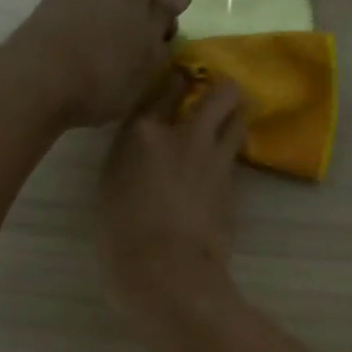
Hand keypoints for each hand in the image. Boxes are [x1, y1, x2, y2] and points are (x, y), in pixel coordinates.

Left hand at [7, 0, 191, 127]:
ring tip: (124, 62)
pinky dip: (94, 34)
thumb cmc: (108, 65)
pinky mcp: (45, 15)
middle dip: (144, 4)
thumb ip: (164, 18)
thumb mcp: (151, 50)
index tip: (176, 1)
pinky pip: (81, 16)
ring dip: (119, 22)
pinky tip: (96, 67)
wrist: (36, 85)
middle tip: (153, 44)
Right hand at [99, 73, 246, 322]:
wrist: (164, 270)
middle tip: (217, 100)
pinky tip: (221, 167)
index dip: (177, 81)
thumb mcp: (112, 185)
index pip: (165, 87)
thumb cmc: (121, 235)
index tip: (182, 81)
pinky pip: (236, 156)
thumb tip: (150, 150)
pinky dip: (231, 155)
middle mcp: (183, 135)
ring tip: (227, 128)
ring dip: (235, 119)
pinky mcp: (233, 184)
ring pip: (239, 120)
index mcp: (141, 133)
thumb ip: (133, 157)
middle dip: (223, 91)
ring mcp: (215, 158)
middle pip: (220, 92)